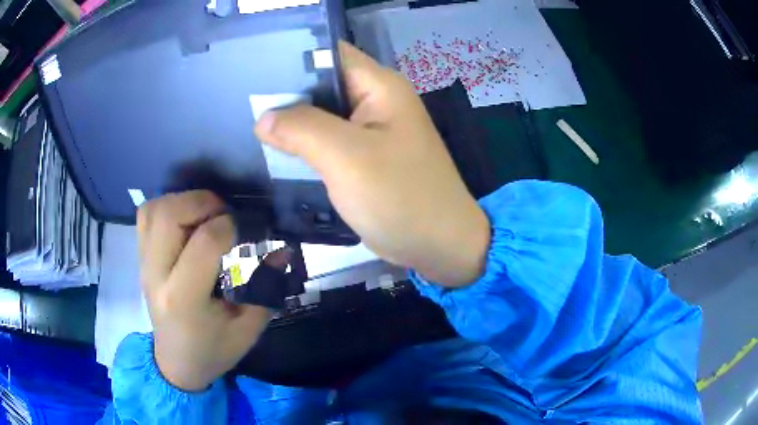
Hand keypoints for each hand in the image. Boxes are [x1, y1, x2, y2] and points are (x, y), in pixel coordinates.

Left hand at [137, 191, 270, 390]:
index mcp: (185, 300)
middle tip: (225, 214)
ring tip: (205, 215)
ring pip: (154, 209)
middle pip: (169, 215)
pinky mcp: (140, 257)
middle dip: (203, 202)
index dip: (231, 225)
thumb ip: (266, 288)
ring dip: (183, 201)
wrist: (176, 362)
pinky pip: (146, 214)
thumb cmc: (213, 350)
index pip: (204, 243)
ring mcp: (144, 264)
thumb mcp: (248, 328)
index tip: (249, 229)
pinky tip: (185, 219)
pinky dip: (167, 206)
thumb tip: (282, 250)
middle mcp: (157, 275)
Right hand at [255, 42, 489, 286]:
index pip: (329, 53)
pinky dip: (304, 145)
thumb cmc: (401, 198)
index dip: (292, 57)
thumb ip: (303, 129)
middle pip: (321, 83)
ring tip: (247, 124)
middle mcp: (376, 100)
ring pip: (321, 114)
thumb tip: (264, 118)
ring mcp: (370, 130)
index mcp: (379, 86)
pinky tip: (274, 150)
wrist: (440, 246)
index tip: (253, 69)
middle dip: (284, 92)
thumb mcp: (348, 158)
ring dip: (291, 121)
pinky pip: (327, 141)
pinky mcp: (364, 156)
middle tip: (242, 103)